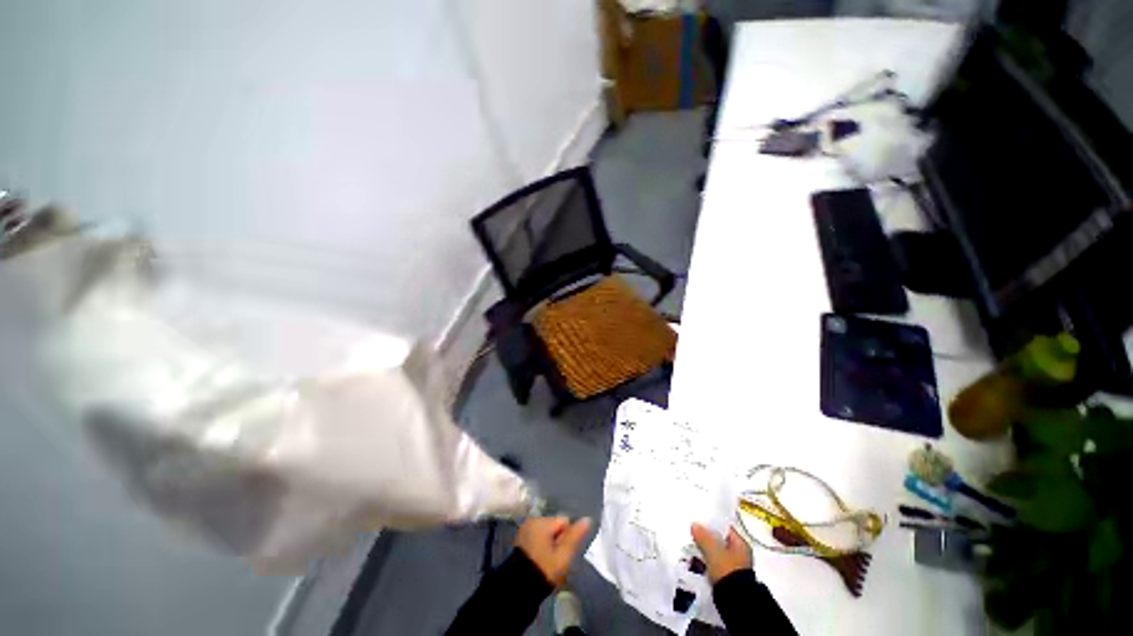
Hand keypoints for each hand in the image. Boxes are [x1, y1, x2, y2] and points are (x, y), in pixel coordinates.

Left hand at [515, 516, 591, 585]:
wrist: (518, 588)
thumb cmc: (544, 569)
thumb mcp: (563, 555)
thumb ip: (575, 535)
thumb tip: (587, 519)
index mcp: (542, 520)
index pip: (565, 521)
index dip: (568, 537)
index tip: (564, 553)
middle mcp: (533, 519)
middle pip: (555, 525)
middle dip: (559, 539)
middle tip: (557, 558)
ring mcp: (525, 529)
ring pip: (547, 532)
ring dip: (551, 543)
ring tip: (549, 561)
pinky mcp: (521, 539)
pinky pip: (538, 537)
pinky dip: (542, 545)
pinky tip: (541, 559)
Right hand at [691, 522, 752, 583]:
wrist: (735, 601)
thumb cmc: (726, 570)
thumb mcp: (712, 550)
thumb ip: (703, 536)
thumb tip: (694, 525)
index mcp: (741, 544)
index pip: (725, 529)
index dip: (712, 525)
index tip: (699, 523)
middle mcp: (741, 555)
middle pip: (721, 542)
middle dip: (707, 540)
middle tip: (694, 536)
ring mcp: (736, 568)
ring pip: (718, 554)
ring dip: (707, 552)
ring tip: (693, 549)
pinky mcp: (730, 579)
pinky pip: (716, 565)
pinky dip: (708, 563)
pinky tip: (698, 563)